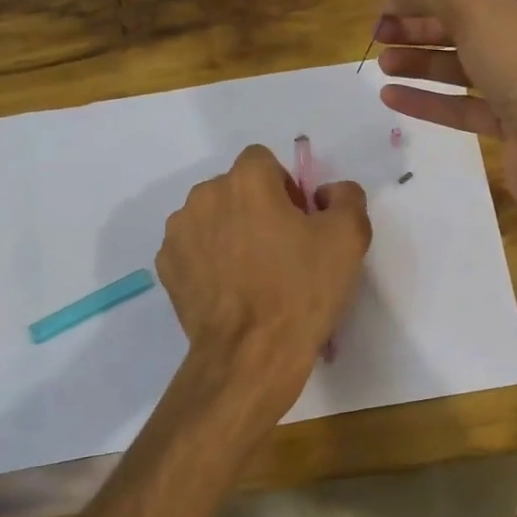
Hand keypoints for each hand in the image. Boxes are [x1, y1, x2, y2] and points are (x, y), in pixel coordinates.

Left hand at [156, 144, 372, 399]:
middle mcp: (204, 196)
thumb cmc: (301, 290)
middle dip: (256, 208)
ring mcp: (179, 232)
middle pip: (236, 189)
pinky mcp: (166, 266)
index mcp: (246, 180)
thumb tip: (325, 193)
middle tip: (281, 250)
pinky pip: (194, 249)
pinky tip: (230, 290)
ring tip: (252, 274)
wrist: (251, 354)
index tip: (299, 222)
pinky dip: (209, 260)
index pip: (264, 161)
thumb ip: (346, 196)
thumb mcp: (349, 237)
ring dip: (230, 232)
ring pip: (212, 217)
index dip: (285, 187)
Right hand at [375, 0, 516, 222]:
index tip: (387, 5)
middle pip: (471, 25)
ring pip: (467, 67)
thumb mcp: (476, 6)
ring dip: (422, 63)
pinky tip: (393, 97)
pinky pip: (467, 107)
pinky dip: (432, 100)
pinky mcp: (516, 127)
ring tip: (382, 65)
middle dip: (422, 27)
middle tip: (378, 34)